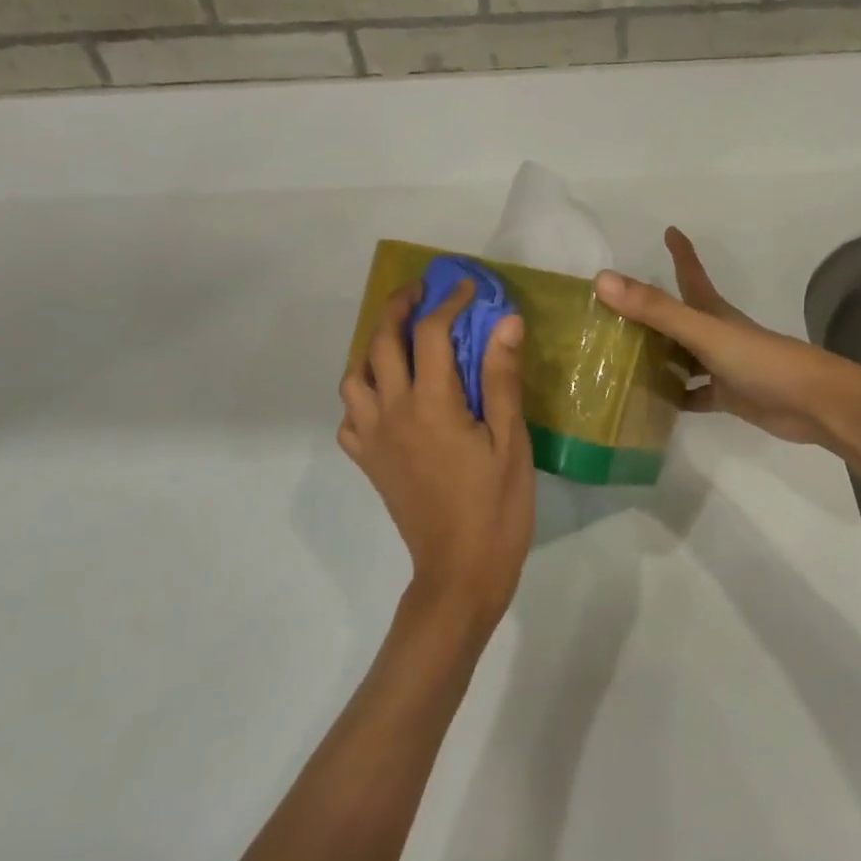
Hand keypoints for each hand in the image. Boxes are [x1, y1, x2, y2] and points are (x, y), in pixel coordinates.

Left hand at [339, 281, 534, 628]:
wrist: (460, 572)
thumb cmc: (496, 507)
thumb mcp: (510, 441)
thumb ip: (502, 379)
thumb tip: (505, 321)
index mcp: (431, 404)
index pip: (431, 333)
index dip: (449, 302)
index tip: (467, 287)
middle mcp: (392, 412)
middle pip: (381, 342)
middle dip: (398, 307)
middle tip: (419, 291)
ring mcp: (374, 438)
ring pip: (355, 375)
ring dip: (372, 346)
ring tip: (398, 339)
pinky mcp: (368, 462)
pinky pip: (350, 416)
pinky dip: (362, 393)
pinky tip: (385, 394)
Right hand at [594, 228, 849, 446]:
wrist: (813, 404)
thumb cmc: (760, 360)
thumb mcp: (703, 331)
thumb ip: (656, 309)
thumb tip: (603, 280)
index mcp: (713, 312)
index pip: (691, 274)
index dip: (681, 251)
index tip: (670, 230)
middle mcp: (715, 334)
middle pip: (678, 317)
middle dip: (651, 311)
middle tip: (614, 310)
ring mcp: (722, 366)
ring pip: (681, 357)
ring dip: (656, 356)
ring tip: (617, 360)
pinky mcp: (728, 396)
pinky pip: (692, 394)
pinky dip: (672, 396)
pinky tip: (648, 403)